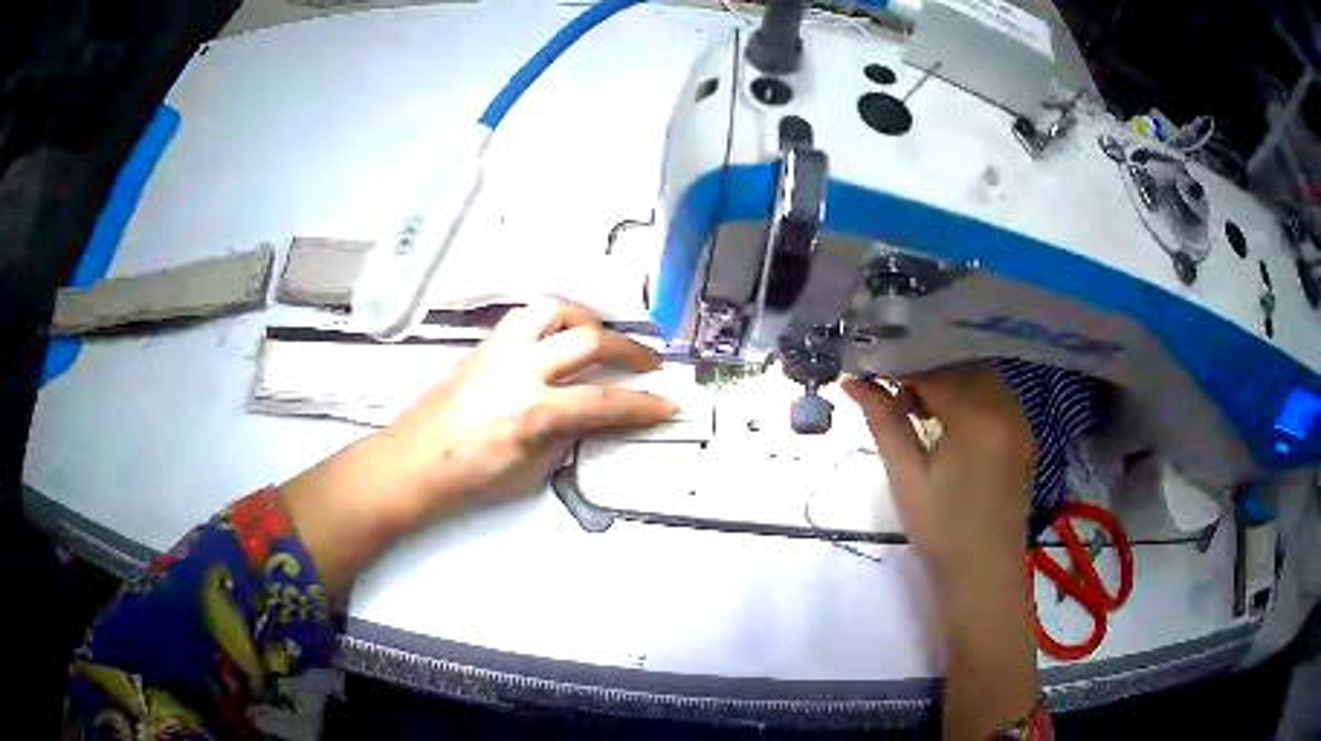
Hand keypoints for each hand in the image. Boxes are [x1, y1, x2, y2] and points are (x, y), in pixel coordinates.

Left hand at [381, 297, 678, 508]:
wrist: (416, 460)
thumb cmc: (470, 476)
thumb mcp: (530, 469)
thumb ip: (569, 435)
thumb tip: (597, 416)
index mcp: (531, 411)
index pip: (603, 402)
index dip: (643, 405)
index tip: (668, 405)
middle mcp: (519, 368)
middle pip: (588, 340)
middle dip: (630, 350)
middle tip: (649, 363)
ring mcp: (500, 349)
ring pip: (555, 309)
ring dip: (588, 319)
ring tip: (602, 338)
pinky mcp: (485, 344)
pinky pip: (527, 316)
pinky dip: (554, 320)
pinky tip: (559, 339)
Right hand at [843, 365, 1041, 739]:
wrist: (983, 579)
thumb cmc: (941, 533)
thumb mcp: (906, 477)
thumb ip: (884, 421)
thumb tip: (854, 381)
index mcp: (980, 417)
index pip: (935, 371)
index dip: (900, 365)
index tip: (869, 368)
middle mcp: (1007, 409)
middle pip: (962, 367)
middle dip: (924, 369)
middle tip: (888, 388)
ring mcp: (1020, 423)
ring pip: (980, 379)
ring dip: (947, 382)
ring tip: (913, 406)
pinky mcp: (1022, 438)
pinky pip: (994, 399)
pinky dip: (967, 397)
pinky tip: (945, 420)